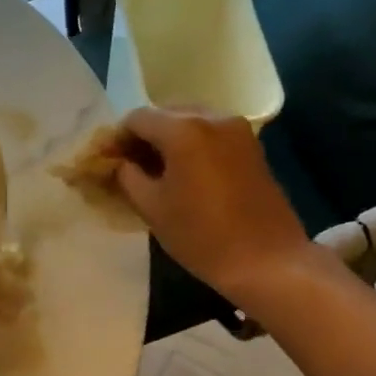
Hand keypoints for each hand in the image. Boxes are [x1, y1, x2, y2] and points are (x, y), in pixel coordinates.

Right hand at [113, 108, 314, 302]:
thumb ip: (127, 176)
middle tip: (130, 167)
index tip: (108, 162)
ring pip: (189, 122)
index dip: (117, 138)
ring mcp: (237, 128)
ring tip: (158, 172)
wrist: (267, 260)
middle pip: (165, 114)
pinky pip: (210, 133)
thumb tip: (118, 162)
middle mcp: (211, 117)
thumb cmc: (202, 236)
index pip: (137, 119)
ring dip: (168, 140)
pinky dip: (192, 145)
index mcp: (183, 129)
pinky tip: (186, 173)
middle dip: (144, 137)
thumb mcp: (152, 207)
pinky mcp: (252, 145)